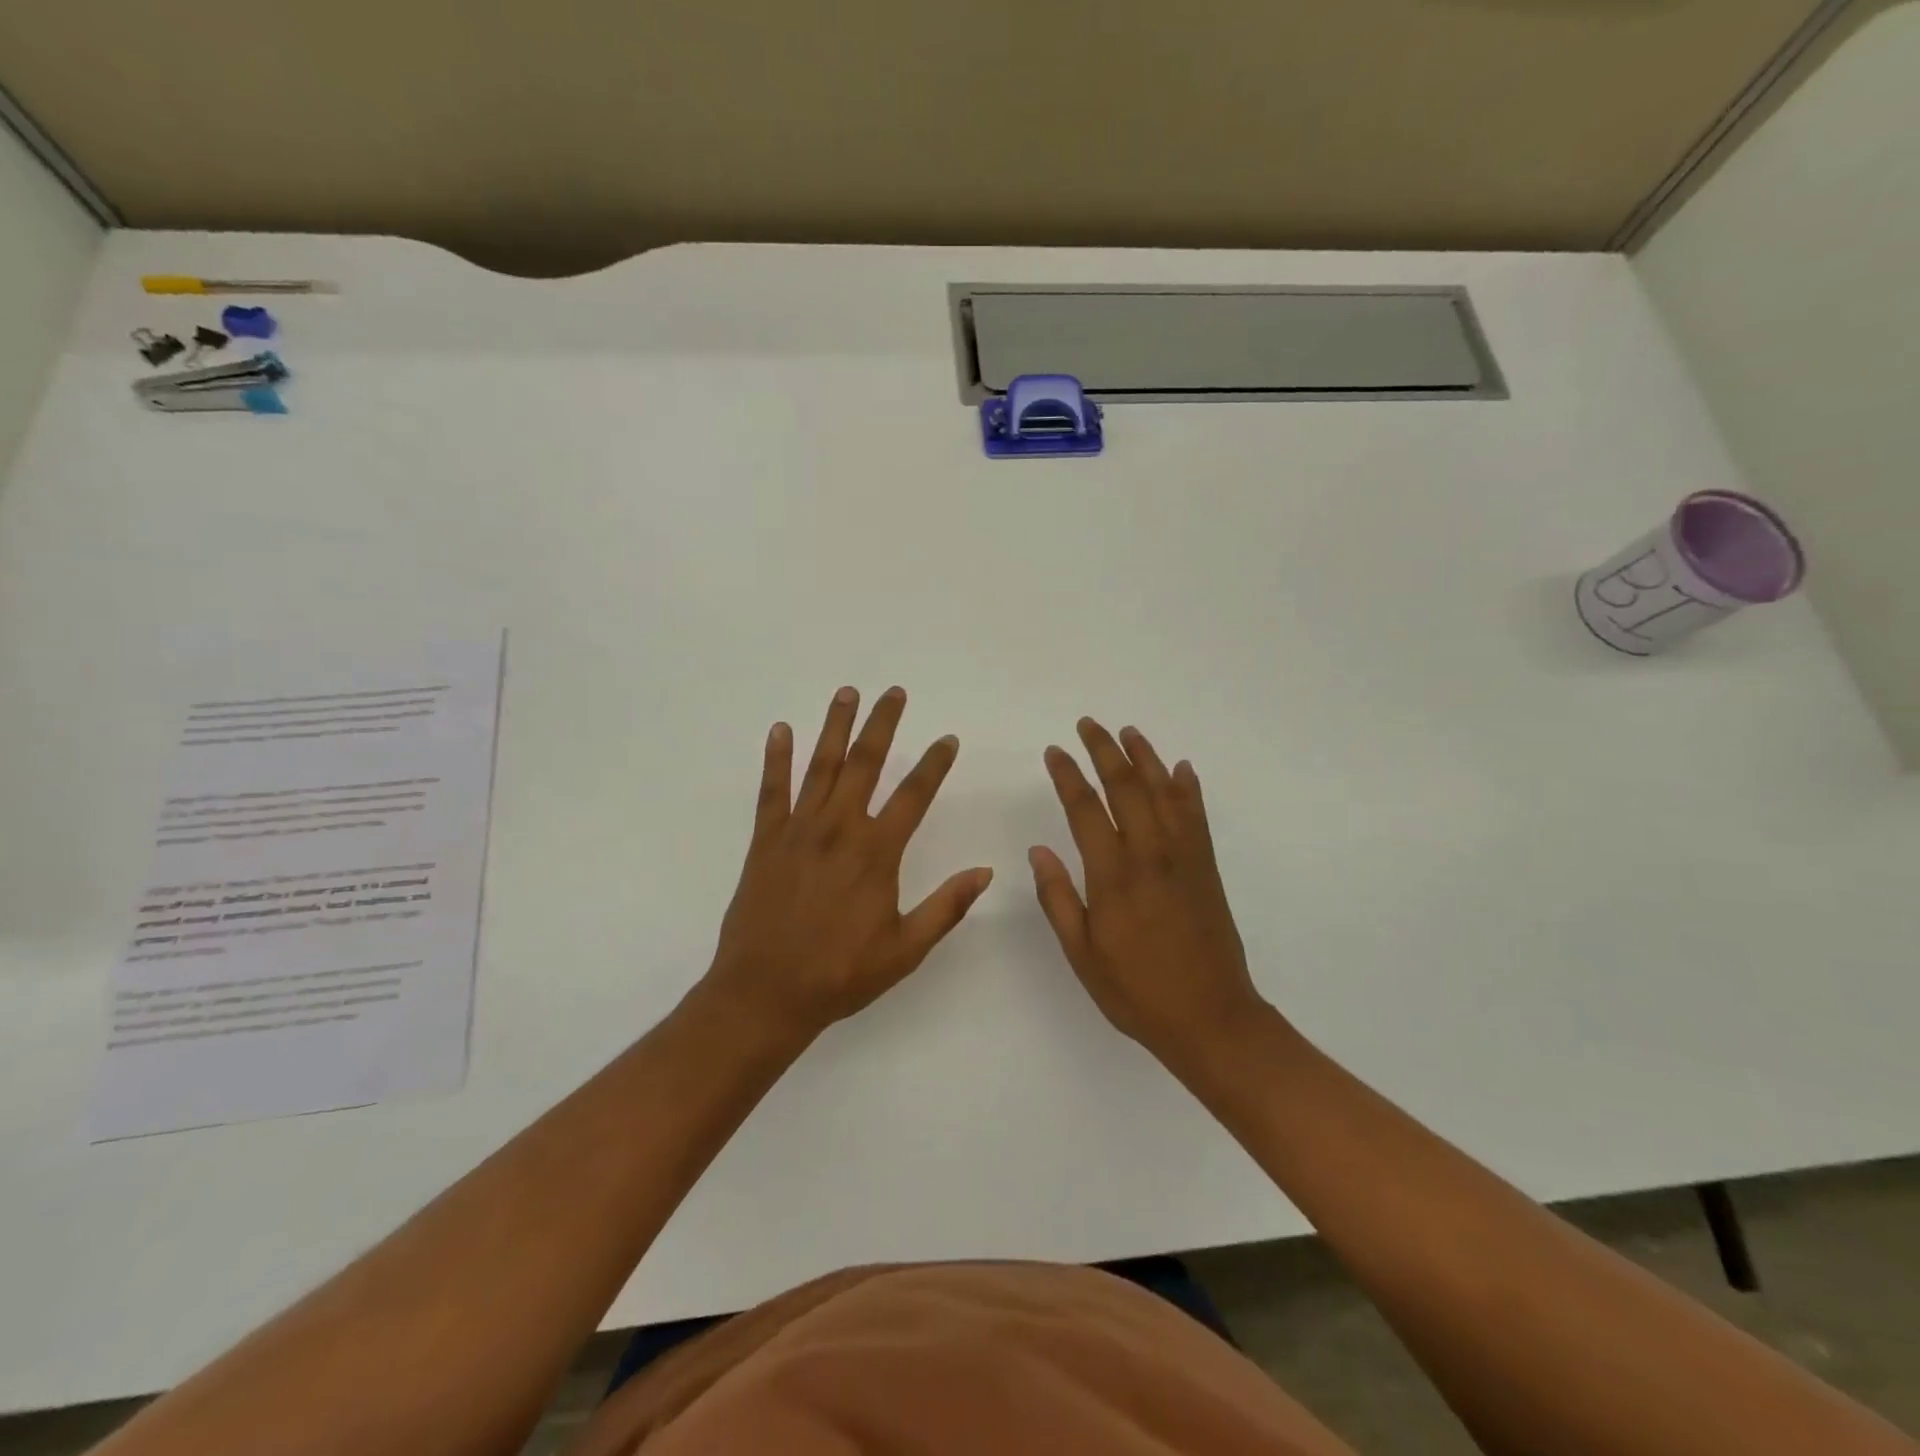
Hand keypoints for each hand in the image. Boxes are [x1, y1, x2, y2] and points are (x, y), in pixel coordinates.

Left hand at [705, 686, 993, 1037]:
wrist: (765, 993)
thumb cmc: (840, 974)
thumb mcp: (905, 949)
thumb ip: (946, 907)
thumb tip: (986, 872)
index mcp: (876, 853)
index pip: (914, 796)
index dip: (934, 765)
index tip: (948, 739)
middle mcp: (839, 829)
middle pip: (865, 764)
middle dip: (882, 724)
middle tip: (894, 692)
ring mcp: (799, 830)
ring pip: (820, 766)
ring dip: (835, 726)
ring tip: (847, 693)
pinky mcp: (766, 841)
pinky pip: (772, 790)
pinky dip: (776, 758)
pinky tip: (781, 730)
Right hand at [1030, 718, 1267, 1069]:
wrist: (1212, 1018)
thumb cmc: (1137, 992)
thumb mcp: (1082, 954)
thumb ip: (1058, 898)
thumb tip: (1039, 850)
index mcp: (1113, 876)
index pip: (1085, 809)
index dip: (1068, 776)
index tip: (1054, 751)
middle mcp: (1150, 854)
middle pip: (1126, 787)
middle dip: (1104, 750)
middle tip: (1088, 724)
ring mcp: (1184, 857)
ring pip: (1164, 792)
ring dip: (1145, 757)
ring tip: (1129, 732)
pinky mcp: (1207, 868)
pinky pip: (1197, 816)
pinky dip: (1188, 787)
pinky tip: (1181, 768)